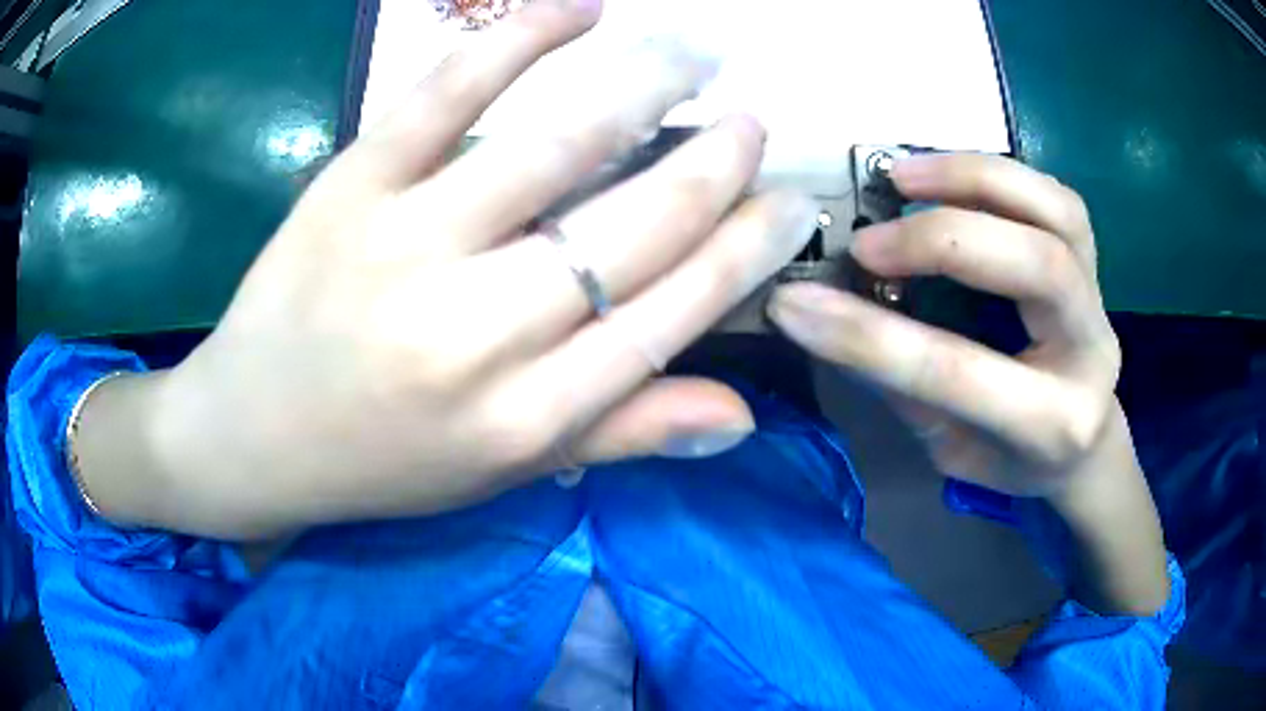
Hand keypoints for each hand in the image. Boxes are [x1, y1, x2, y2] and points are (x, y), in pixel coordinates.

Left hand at [81, 0, 817, 538]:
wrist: (250, 436)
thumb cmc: (379, 462)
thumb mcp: (504, 471)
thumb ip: (622, 433)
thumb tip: (741, 417)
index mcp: (527, 416)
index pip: (673, 313)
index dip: (747, 251)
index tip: (791, 204)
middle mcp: (478, 333)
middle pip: (634, 227)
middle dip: (716, 164)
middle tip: (754, 121)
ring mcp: (405, 248)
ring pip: (556, 145)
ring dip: (647, 83)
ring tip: (699, 51)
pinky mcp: (347, 189)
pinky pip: (445, 95)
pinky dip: (518, 37)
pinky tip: (580, 8)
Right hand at [768, 154, 1122, 498]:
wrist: (1084, 446)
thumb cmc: (1014, 460)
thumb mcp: (950, 449)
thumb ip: (901, 386)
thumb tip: (826, 319)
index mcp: (1052, 427)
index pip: (958, 372)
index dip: (870, 336)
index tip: (794, 305)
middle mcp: (1090, 354)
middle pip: (1036, 265)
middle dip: (942, 239)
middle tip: (867, 241)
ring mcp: (1101, 298)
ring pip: (1057, 213)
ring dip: (975, 179)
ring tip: (904, 177)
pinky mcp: (1095, 263)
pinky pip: (1058, 199)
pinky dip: (999, 175)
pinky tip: (950, 177)